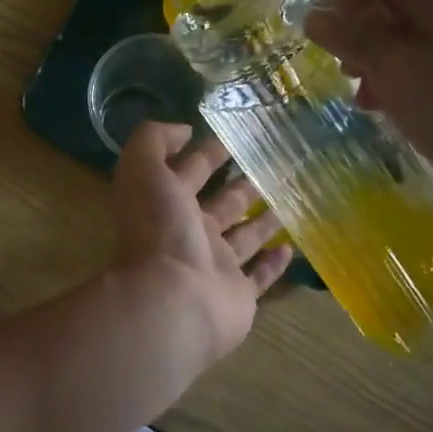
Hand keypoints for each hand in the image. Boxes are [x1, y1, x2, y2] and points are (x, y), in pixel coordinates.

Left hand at [110, 122, 293, 364]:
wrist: (173, 301)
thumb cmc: (159, 231)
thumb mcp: (143, 170)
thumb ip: (153, 141)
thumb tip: (183, 130)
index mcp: (167, 204)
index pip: (190, 172)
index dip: (208, 153)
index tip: (236, 136)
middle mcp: (190, 234)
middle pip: (221, 204)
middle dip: (241, 185)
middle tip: (273, 167)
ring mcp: (214, 267)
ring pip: (243, 238)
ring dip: (262, 220)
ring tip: (289, 200)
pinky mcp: (238, 295)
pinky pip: (258, 278)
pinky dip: (272, 265)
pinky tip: (289, 248)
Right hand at [303, 0, 432, 211]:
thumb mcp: (395, 72)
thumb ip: (350, 37)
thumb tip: (315, 12)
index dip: (338, 4)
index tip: (331, 51)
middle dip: (370, 35)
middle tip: (359, 85)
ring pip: (432, 15)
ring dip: (399, 53)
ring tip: (389, 103)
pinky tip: (429, 100)